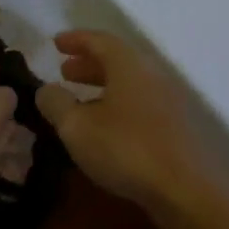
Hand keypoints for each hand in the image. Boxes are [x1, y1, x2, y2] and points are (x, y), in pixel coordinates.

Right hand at [34, 31, 207, 214]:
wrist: (182, 188)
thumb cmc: (125, 149)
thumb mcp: (76, 127)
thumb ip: (56, 103)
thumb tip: (46, 89)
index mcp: (129, 65)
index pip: (100, 40)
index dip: (76, 40)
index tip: (55, 43)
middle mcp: (151, 75)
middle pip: (117, 60)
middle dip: (88, 63)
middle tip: (64, 72)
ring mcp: (167, 100)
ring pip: (129, 82)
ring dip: (102, 85)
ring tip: (79, 99)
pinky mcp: (173, 125)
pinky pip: (139, 101)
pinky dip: (117, 102)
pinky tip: (104, 124)